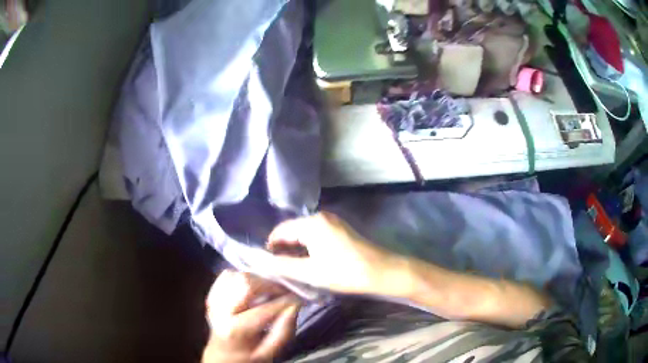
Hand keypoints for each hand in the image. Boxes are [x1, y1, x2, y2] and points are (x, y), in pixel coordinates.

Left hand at [202, 270, 300, 362]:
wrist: (222, 356)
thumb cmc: (249, 356)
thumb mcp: (270, 352)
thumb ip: (283, 331)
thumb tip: (295, 305)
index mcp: (235, 330)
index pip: (264, 309)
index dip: (285, 301)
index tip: (299, 298)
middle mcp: (220, 311)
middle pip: (246, 283)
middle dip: (269, 284)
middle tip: (284, 291)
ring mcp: (214, 301)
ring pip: (237, 275)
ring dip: (257, 279)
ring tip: (269, 289)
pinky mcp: (212, 295)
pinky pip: (226, 275)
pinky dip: (242, 277)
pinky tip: (252, 287)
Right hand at [267, 212, 410, 295]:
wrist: (382, 272)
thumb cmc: (345, 272)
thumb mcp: (310, 272)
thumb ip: (283, 265)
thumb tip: (262, 260)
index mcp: (312, 223)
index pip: (281, 230)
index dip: (270, 246)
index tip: (266, 264)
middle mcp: (321, 217)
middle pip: (293, 230)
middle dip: (283, 248)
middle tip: (278, 269)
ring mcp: (333, 222)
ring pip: (305, 233)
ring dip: (296, 249)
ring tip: (292, 268)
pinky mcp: (341, 229)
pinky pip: (316, 235)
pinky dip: (308, 247)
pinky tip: (308, 262)